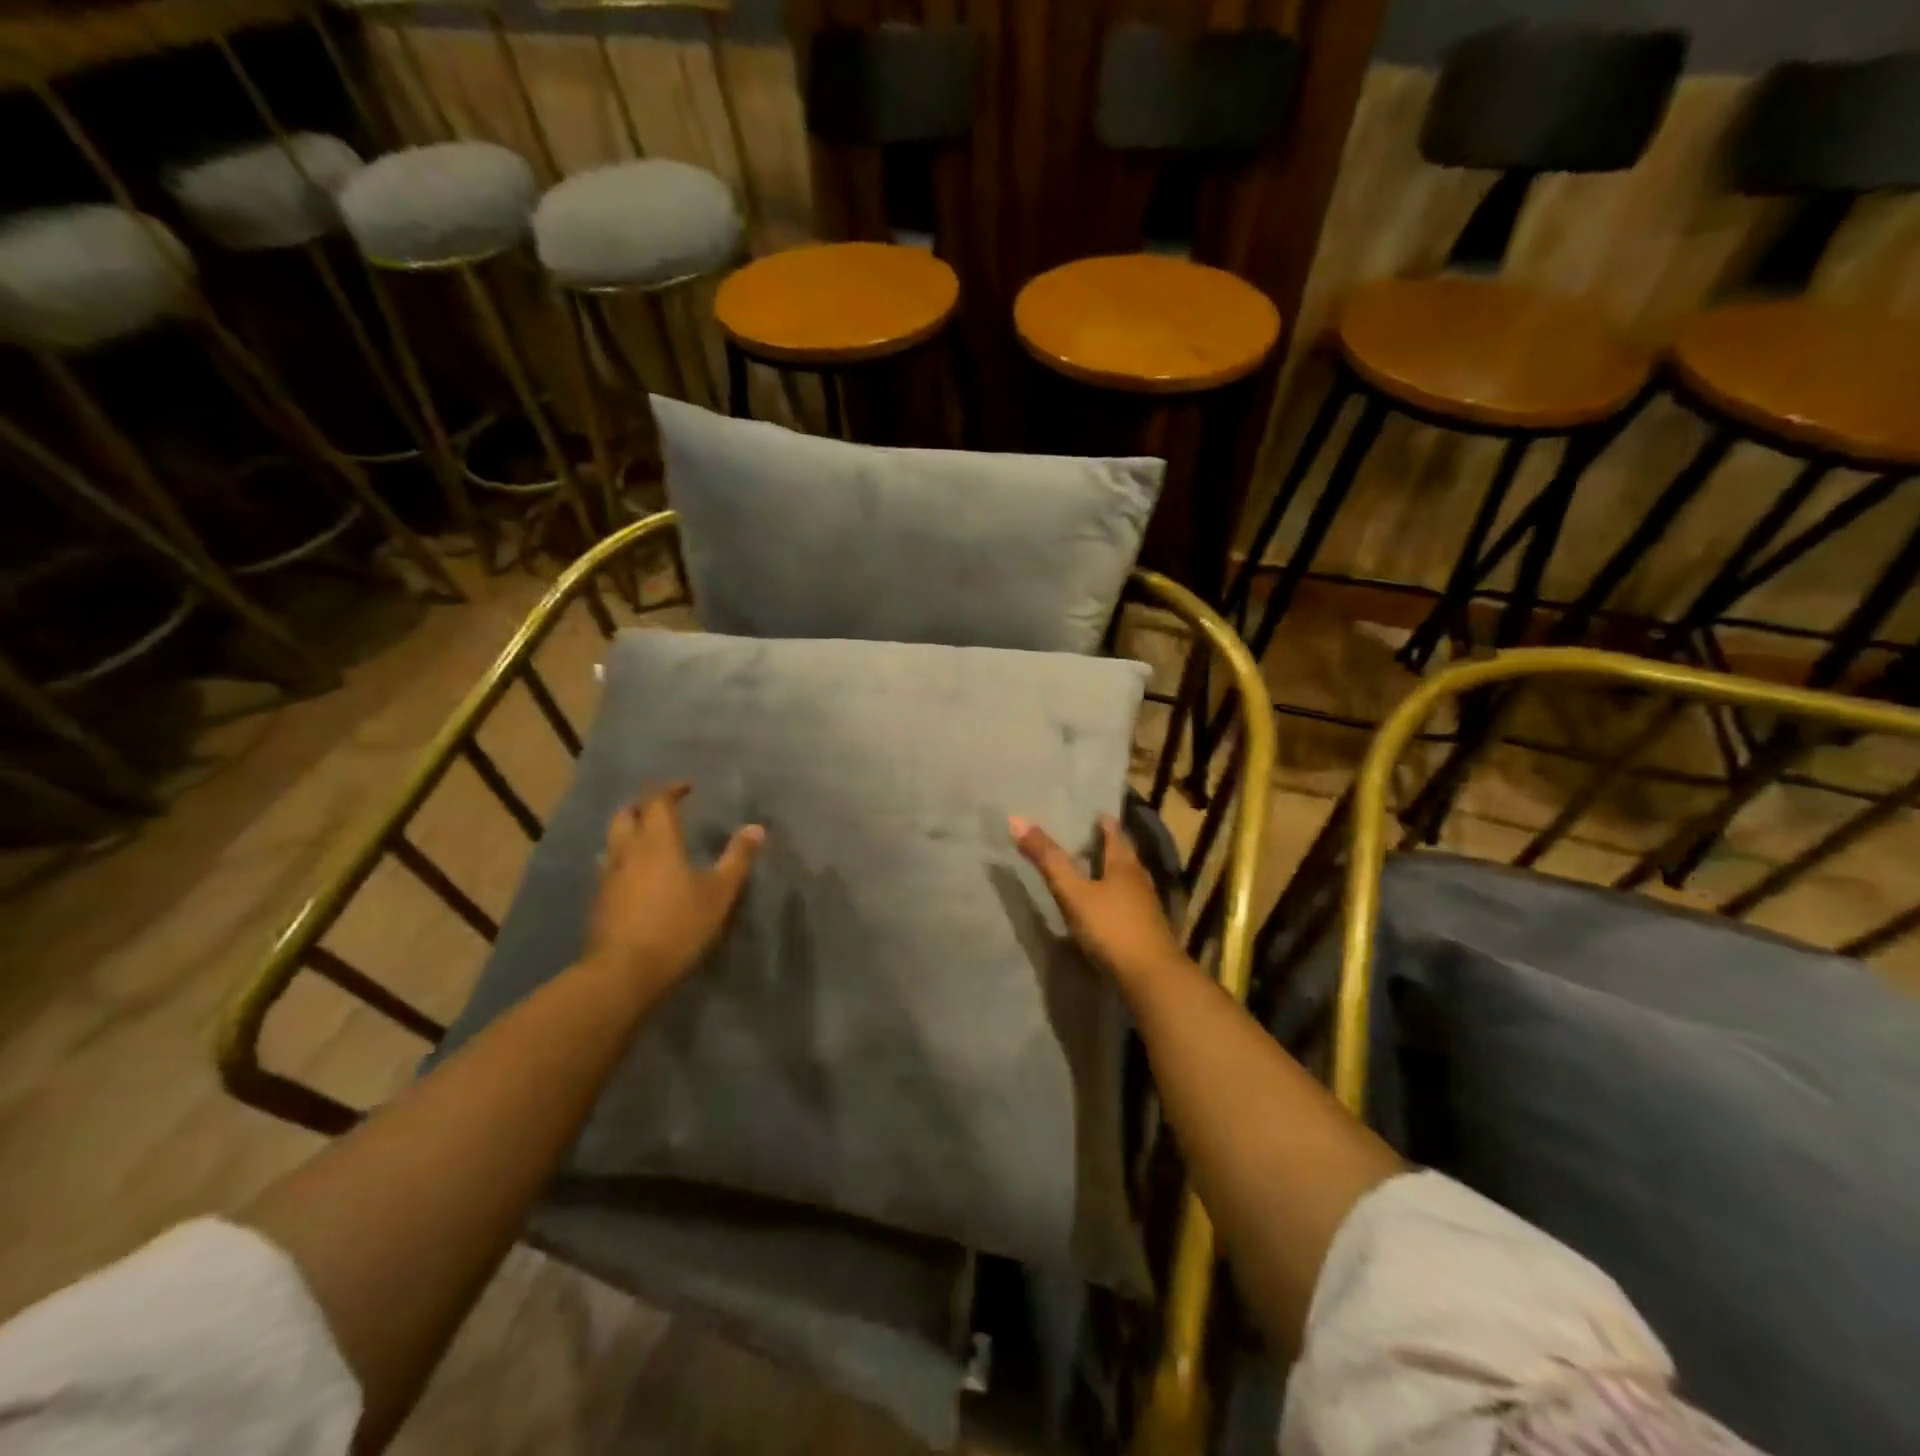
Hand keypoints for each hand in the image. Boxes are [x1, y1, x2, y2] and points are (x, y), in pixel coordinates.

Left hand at [583, 783, 763, 1000]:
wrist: (623, 972)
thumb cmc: (677, 925)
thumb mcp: (719, 893)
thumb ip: (737, 858)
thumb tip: (756, 828)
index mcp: (657, 841)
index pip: (657, 801)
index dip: (671, 790)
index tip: (686, 788)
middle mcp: (628, 851)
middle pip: (627, 815)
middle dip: (643, 806)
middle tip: (663, 809)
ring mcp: (608, 877)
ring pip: (613, 841)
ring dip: (629, 832)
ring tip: (648, 840)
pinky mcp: (599, 902)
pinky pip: (609, 868)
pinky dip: (623, 861)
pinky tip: (635, 877)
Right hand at [1010, 813, 1185, 987]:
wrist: (1151, 977)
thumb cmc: (1111, 927)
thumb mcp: (1073, 892)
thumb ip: (1048, 859)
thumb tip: (1017, 819)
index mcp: (1124, 864)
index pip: (1115, 833)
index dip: (1103, 822)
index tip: (1092, 814)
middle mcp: (1139, 879)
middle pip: (1123, 855)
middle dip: (1107, 846)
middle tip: (1086, 839)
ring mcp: (1146, 906)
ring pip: (1127, 879)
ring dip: (1111, 872)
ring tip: (1092, 871)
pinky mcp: (1147, 929)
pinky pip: (1128, 903)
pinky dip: (1114, 897)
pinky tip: (1104, 907)